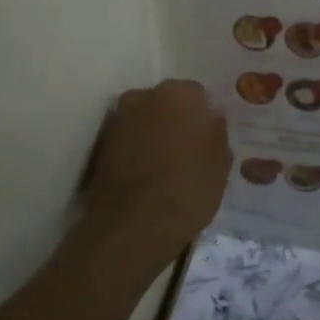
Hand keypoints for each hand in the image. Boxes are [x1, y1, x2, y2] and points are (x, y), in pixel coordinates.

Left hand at [80, 80, 229, 266]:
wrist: (135, 225)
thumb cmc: (189, 188)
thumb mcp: (221, 162)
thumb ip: (217, 132)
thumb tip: (211, 119)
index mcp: (179, 94)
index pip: (197, 95)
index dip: (204, 117)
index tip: (208, 139)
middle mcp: (143, 96)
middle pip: (165, 103)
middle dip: (174, 120)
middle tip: (186, 150)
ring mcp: (116, 120)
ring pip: (142, 121)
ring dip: (152, 135)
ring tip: (164, 166)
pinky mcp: (98, 146)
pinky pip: (125, 141)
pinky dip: (134, 151)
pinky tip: (144, 176)